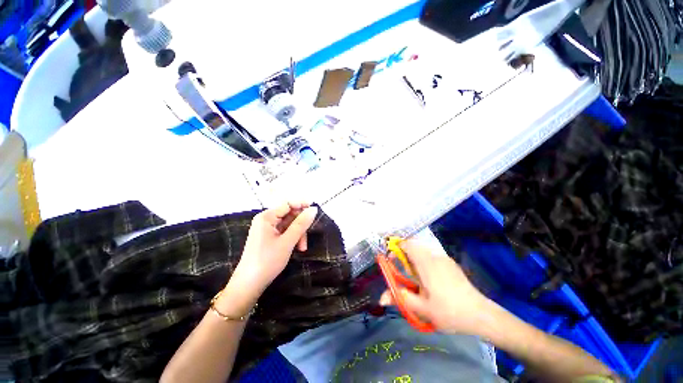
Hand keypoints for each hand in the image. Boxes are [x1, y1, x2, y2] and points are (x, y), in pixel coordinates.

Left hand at [232, 202, 317, 294]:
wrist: (249, 285)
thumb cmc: (267, 261)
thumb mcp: (287, 241)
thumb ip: (301, 224)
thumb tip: (314, 209)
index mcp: (267, 217)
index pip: (288, 204)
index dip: (302, 205)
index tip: (315, 209)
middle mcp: (266, 220)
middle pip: (290, 215)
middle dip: (300, 226)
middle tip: (307, 238)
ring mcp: (267, 229)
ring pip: (289, 225)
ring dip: (298, 234)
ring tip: (302, 248)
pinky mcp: (269, 238)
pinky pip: (285, 232)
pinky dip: (293, 238)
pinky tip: (297, 248)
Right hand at [379, 239, 493, 335]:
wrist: (481, 315)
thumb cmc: (449, 312)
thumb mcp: (422, 309)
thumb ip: (400, 299)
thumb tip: (381, 299)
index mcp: (426, 263)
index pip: (407, 244)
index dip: (396, 248)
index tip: (392, 260)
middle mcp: (435, 256)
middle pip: (414, 246)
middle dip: (404, 255)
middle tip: (402, 272)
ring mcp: (444, 259)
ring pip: (423, 251)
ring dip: (414, 258)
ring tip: (415, 278)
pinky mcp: (451, 264)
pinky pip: (432, 256)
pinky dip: (424, 261)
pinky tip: (429, 280)